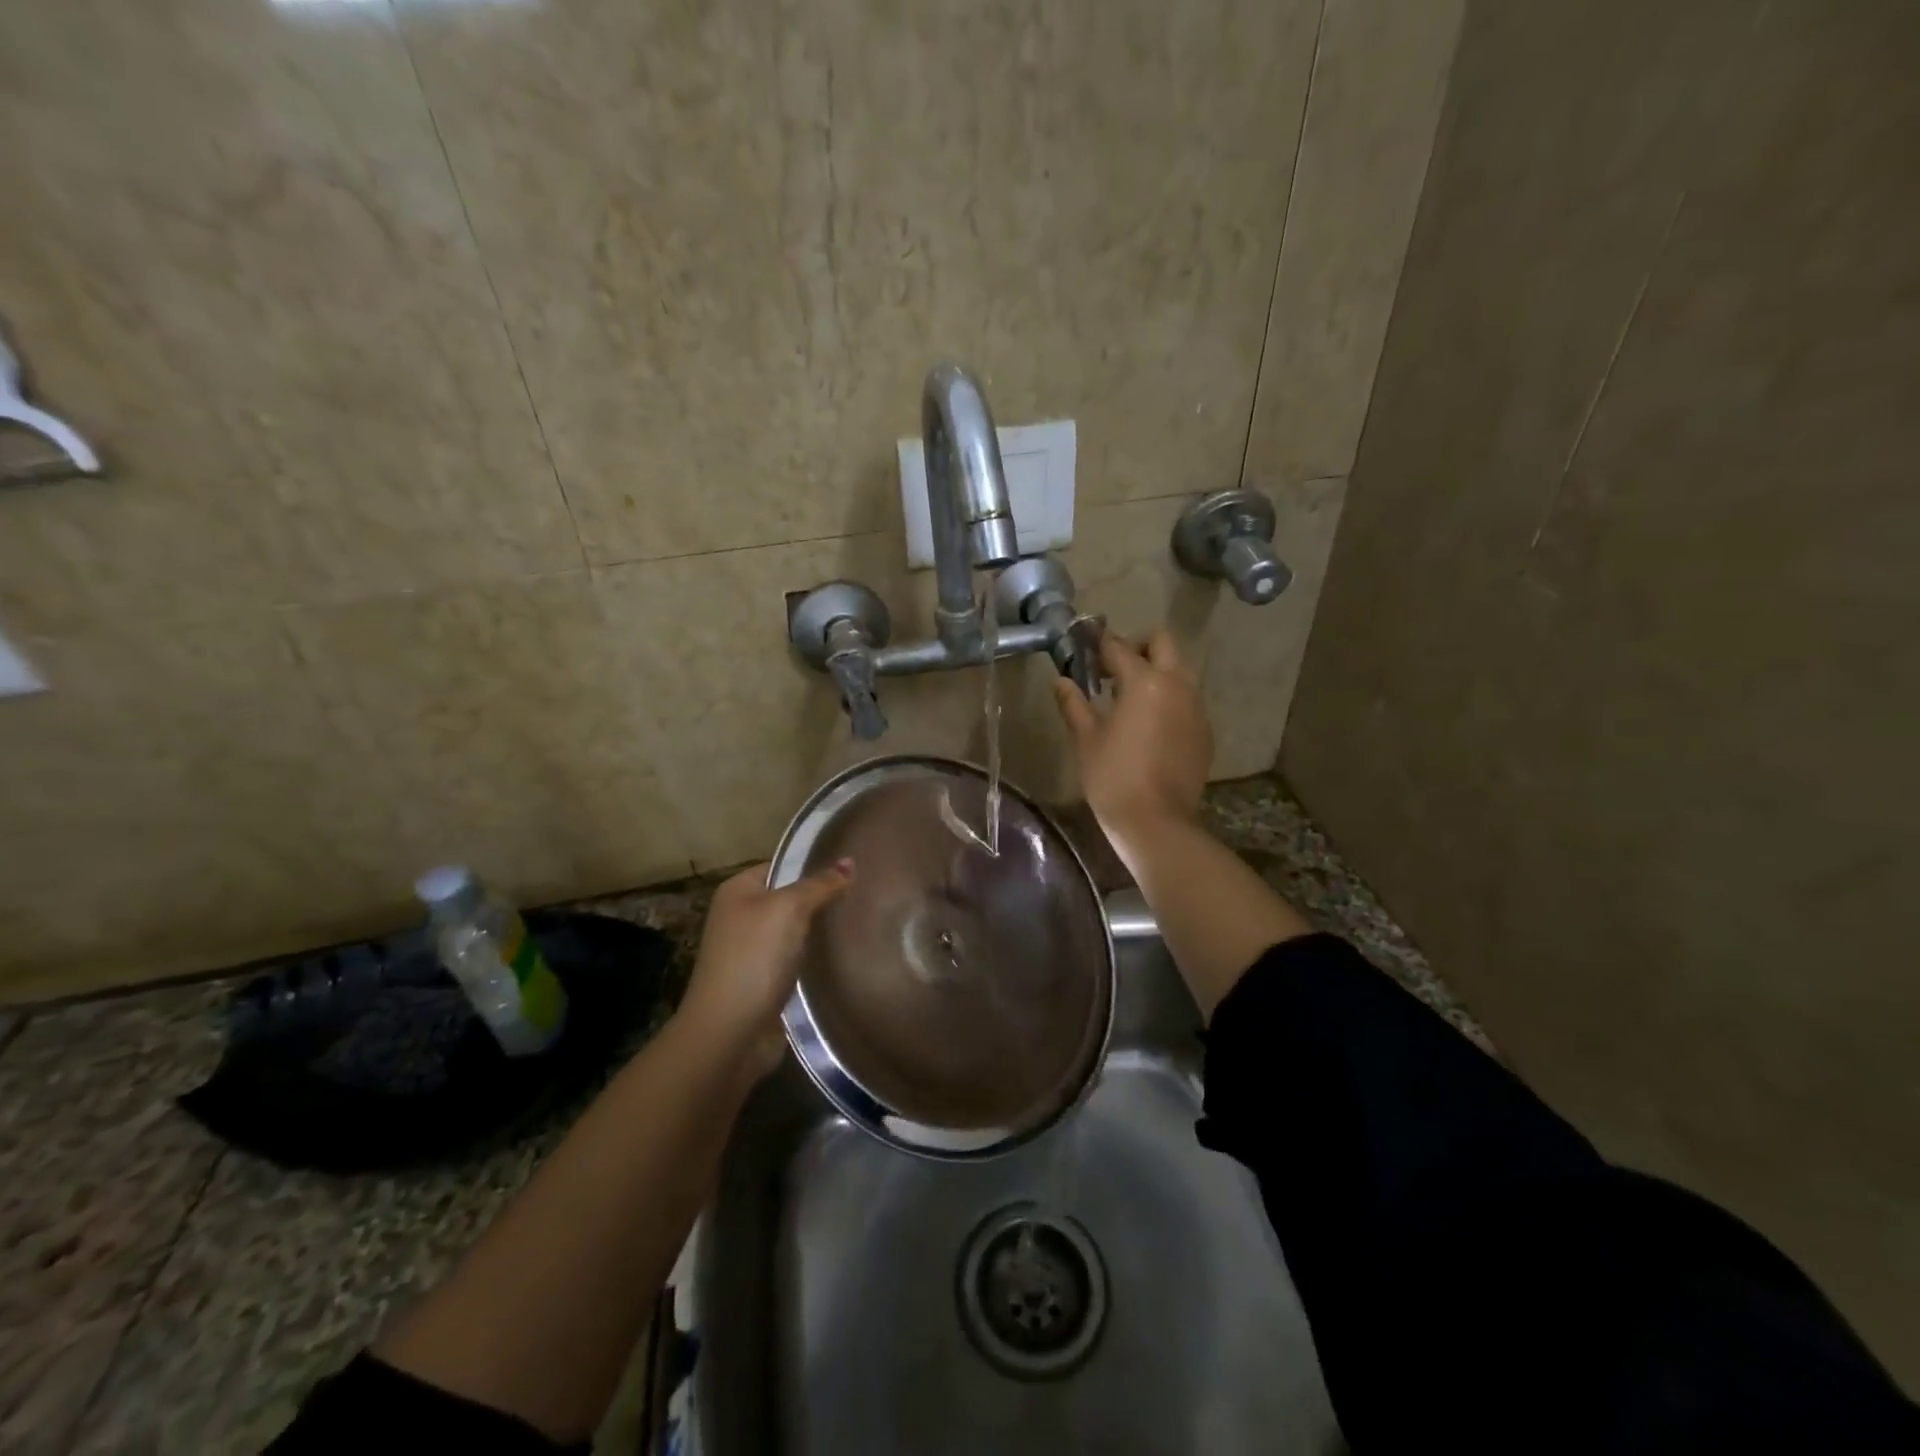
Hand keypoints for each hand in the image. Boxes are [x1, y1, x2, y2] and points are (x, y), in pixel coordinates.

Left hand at [678, 859, 852, 1076]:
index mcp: (737, 891)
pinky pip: (799, 959)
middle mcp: (741, 917)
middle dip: (823, 897)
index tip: (853, 865)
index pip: (782, 865)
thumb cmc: (754, 958)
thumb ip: (819, 885)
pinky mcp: (767, 982)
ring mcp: (753, 952)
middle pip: (790, 898)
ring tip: (865, 919)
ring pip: (797, 931)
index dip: (814, 863)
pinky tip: (848, 953)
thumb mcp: (788, 909)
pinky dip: (818, 958)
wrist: (730, 1033)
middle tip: (866, 892)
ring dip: (822, 930)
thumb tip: (848, 862)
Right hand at [1053, 629, 1211, 847]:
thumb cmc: (1113, 777)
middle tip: (1112, 669)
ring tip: (1128, 699)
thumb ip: (1074, 703)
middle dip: (1137, 647)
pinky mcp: (1204, 731)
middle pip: (1162, 643)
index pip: (1119, 647)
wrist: (1156, 822)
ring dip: (1155, 672)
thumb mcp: (1086, 739)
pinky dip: (1168, 699)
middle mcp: (1177, 685)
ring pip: (1178, 671)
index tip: (1083, 645)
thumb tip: (1061, 681)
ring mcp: (1196, 708)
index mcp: (1145, 682)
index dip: (1098, 643)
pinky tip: (1148, 726)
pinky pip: (1186, 700)